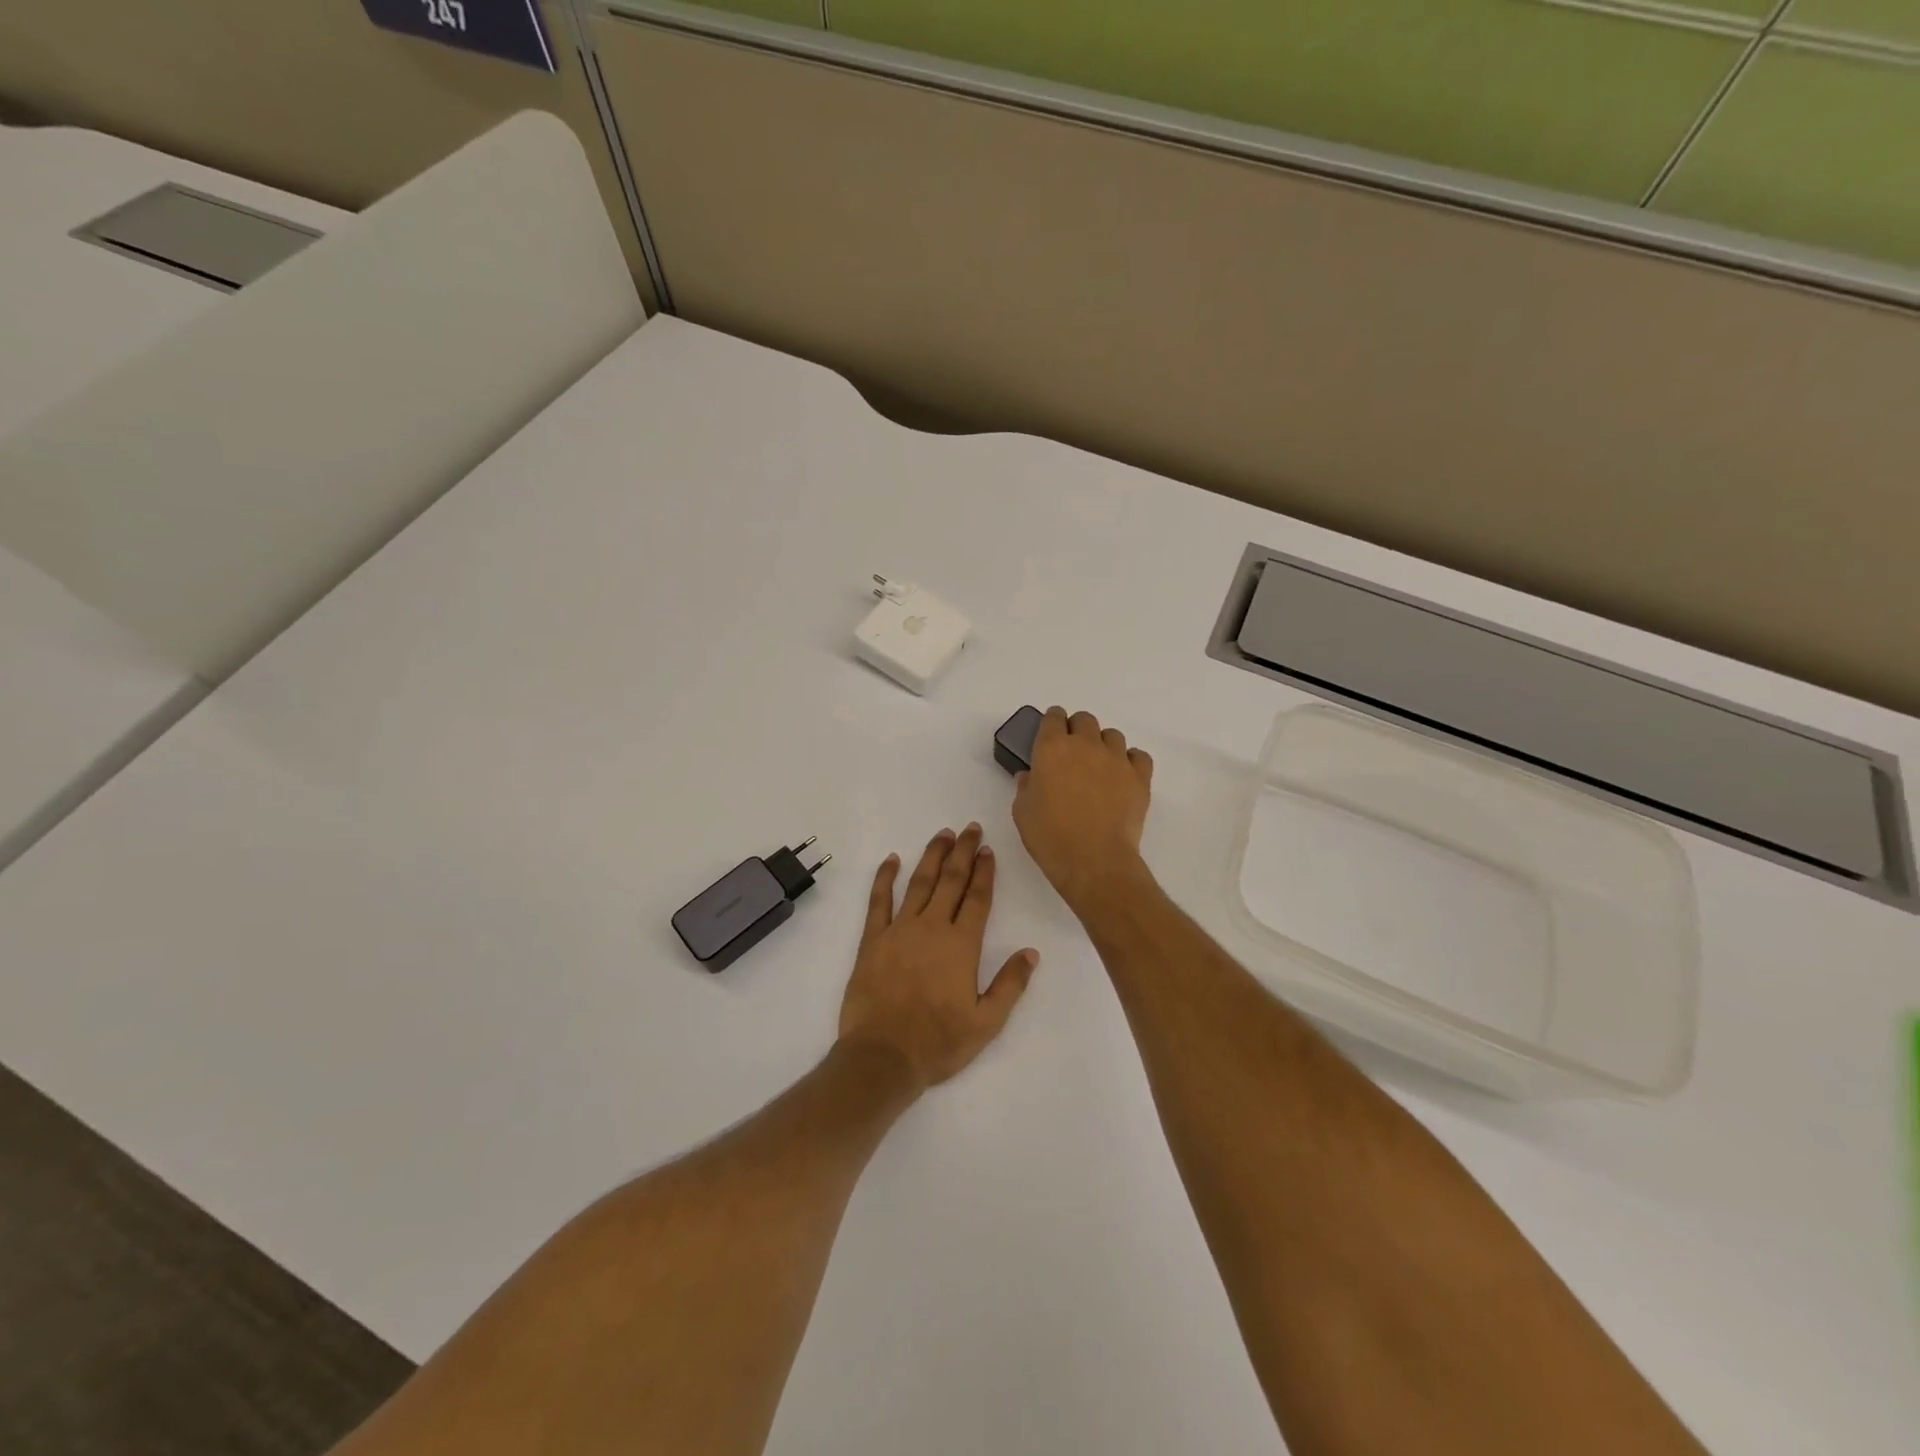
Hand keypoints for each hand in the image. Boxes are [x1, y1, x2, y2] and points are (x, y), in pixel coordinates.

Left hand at [838, 824, 1039, 1090]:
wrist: (883, 1056)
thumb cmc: (939, 1042)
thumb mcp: (986, 1022)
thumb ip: (1010, 984)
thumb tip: (1031, 952)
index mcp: (962, 945)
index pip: (978, 898)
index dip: (985, 872)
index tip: (989, 850)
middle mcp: (932, 927)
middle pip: (950, 880)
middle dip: (963, 852)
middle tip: (971, 828)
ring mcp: (899, 930)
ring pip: (918, 883)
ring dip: (932, 856)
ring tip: (943, 835)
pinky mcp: (872, 940)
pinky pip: (878, 901)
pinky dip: (884, 878)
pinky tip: (892, 859)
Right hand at [1012, 708, 1152, 916]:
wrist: (1093, 860)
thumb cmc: (1050, 836)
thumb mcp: (1022, 812)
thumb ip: (1025, 787)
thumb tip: (1030, 776)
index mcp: (1051, 748)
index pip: (1053, 717)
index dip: (1051, 723)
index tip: (1049, 735)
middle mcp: (1085, 744)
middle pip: (1084, 720)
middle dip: (1077, 730)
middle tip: (1072, 754)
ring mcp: (1116, 759)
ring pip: (1112, 735)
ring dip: (1103, 745)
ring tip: (1099, 767)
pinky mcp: (1140, 777)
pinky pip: (1138, 756)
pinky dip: (1131, 761)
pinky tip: (1123, 776)